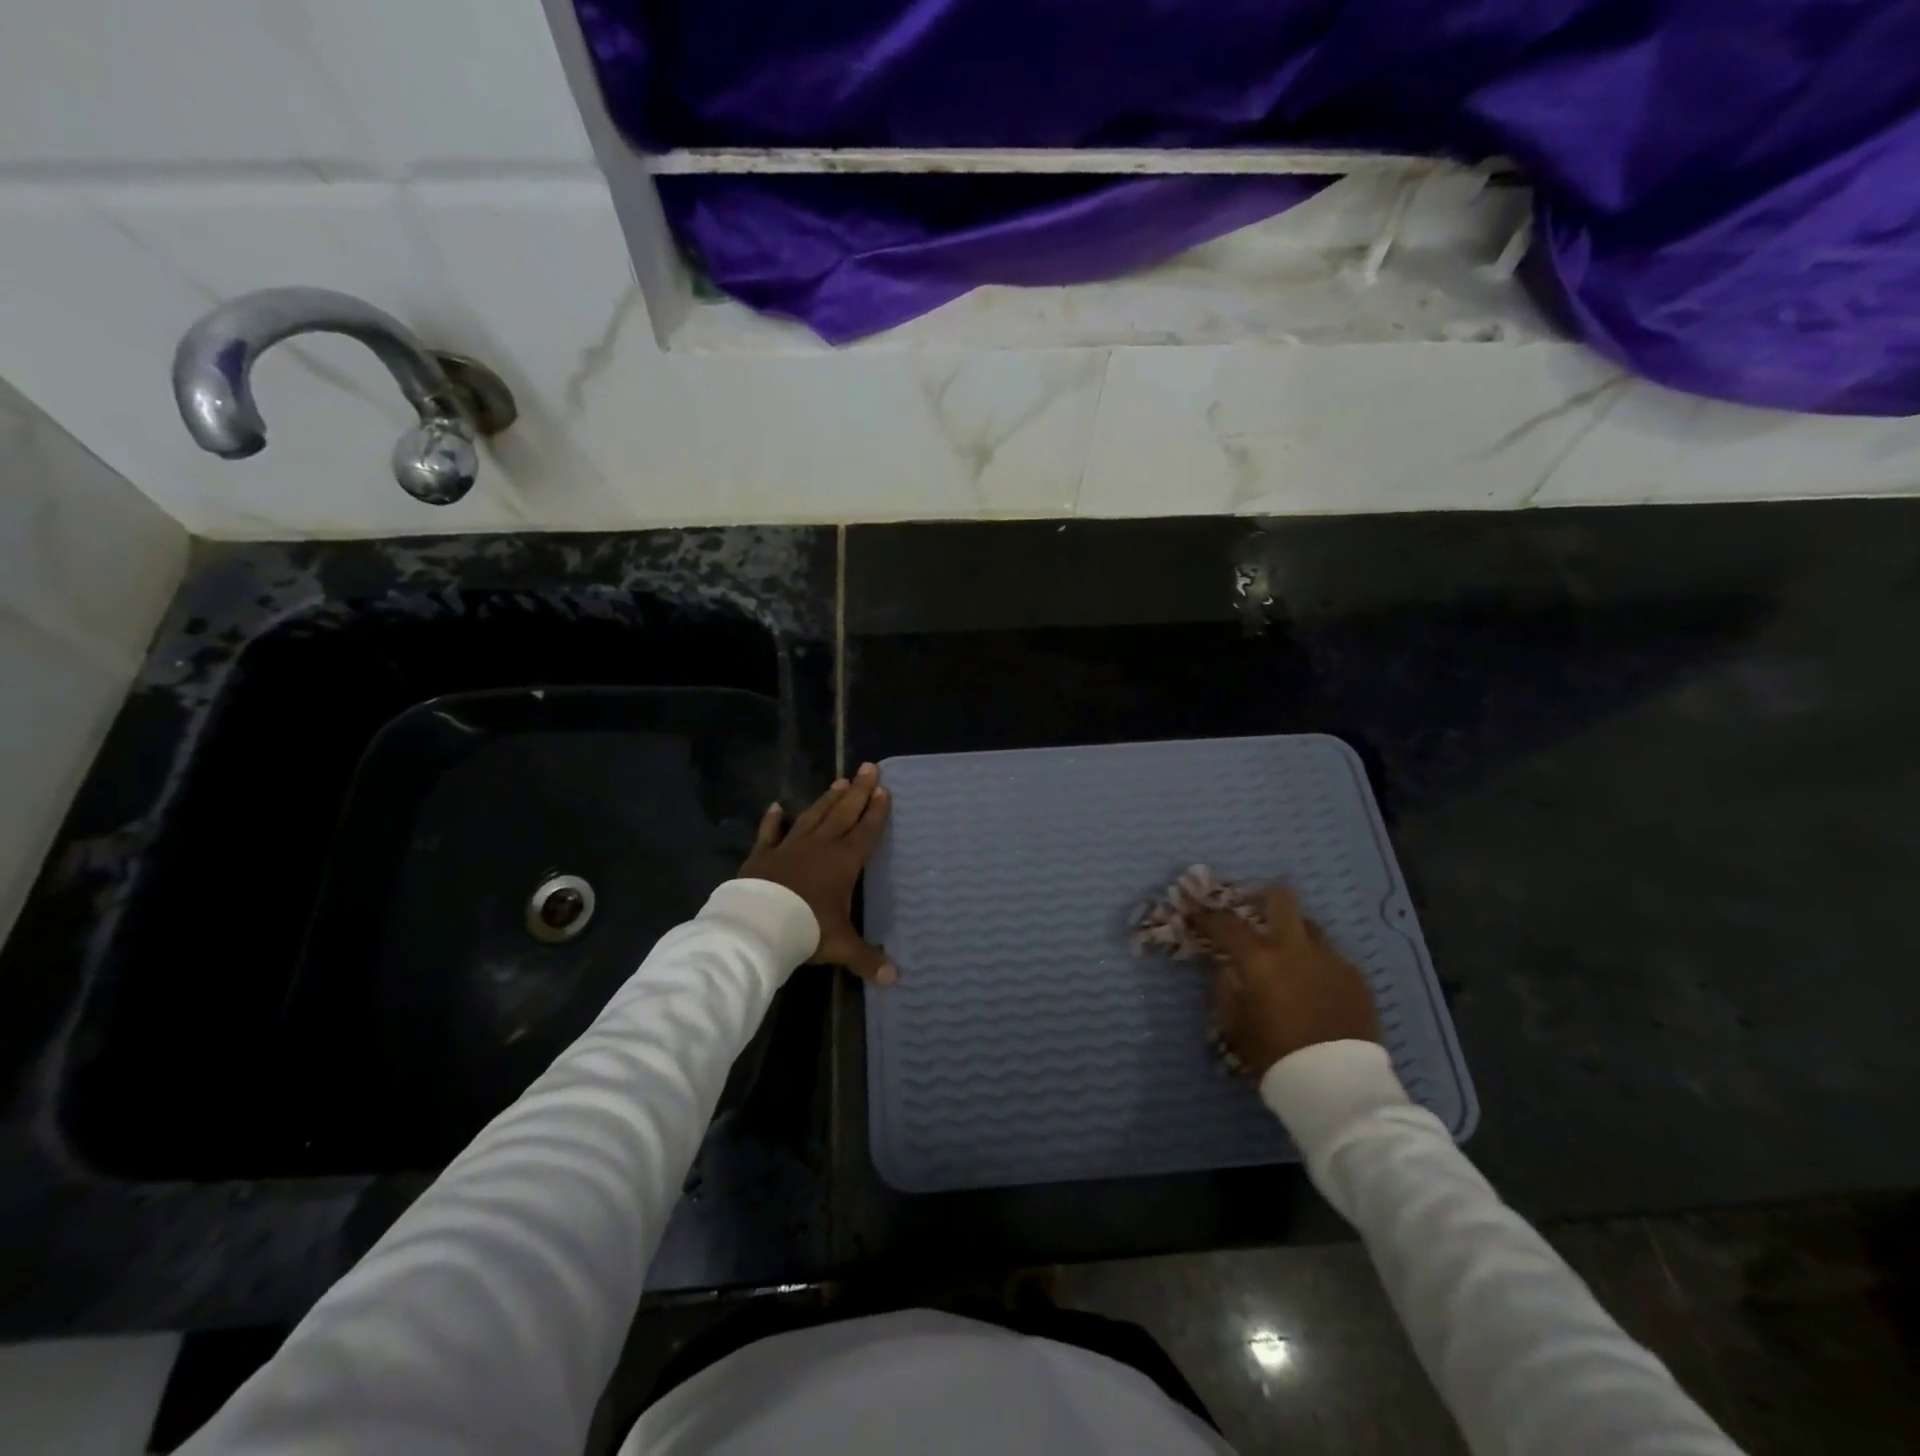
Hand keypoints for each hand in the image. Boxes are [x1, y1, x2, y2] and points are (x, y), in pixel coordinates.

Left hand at [738, 762, 895, 984]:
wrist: (759, 925)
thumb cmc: (807, 929)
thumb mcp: (841, 946)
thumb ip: (867, 959)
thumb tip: (895, 980)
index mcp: (844, 862)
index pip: (866, 831)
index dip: (876, 811)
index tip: (884, 789)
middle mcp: (820, 846)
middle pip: (844, 813)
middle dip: (859, 791)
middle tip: (869, 767)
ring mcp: (790, 846)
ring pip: (813, 816)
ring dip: (827, 799)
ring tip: (839, 781)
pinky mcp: (763, 854)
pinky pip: (769, 833)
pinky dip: (772, 820)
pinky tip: (775, 806)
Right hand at [1193, 885, 1379, 1077]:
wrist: (1339, 1086)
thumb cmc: (1275, 1056)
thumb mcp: (1235, 1024)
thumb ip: (1226, 988)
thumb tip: (1226, 967)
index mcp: (1260, 959)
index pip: (1225, 922)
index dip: (1206, 915)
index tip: (1195, 913)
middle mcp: (1296, 948)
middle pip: (1280, 897)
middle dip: (1261, 896)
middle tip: (1251, 909)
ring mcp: (1331, 959)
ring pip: (1309, 925)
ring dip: (1292, 932)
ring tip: (1286, 955)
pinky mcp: (1356, 977)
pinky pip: (1330, 957)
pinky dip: (1316, 962)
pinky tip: (1313, 985)